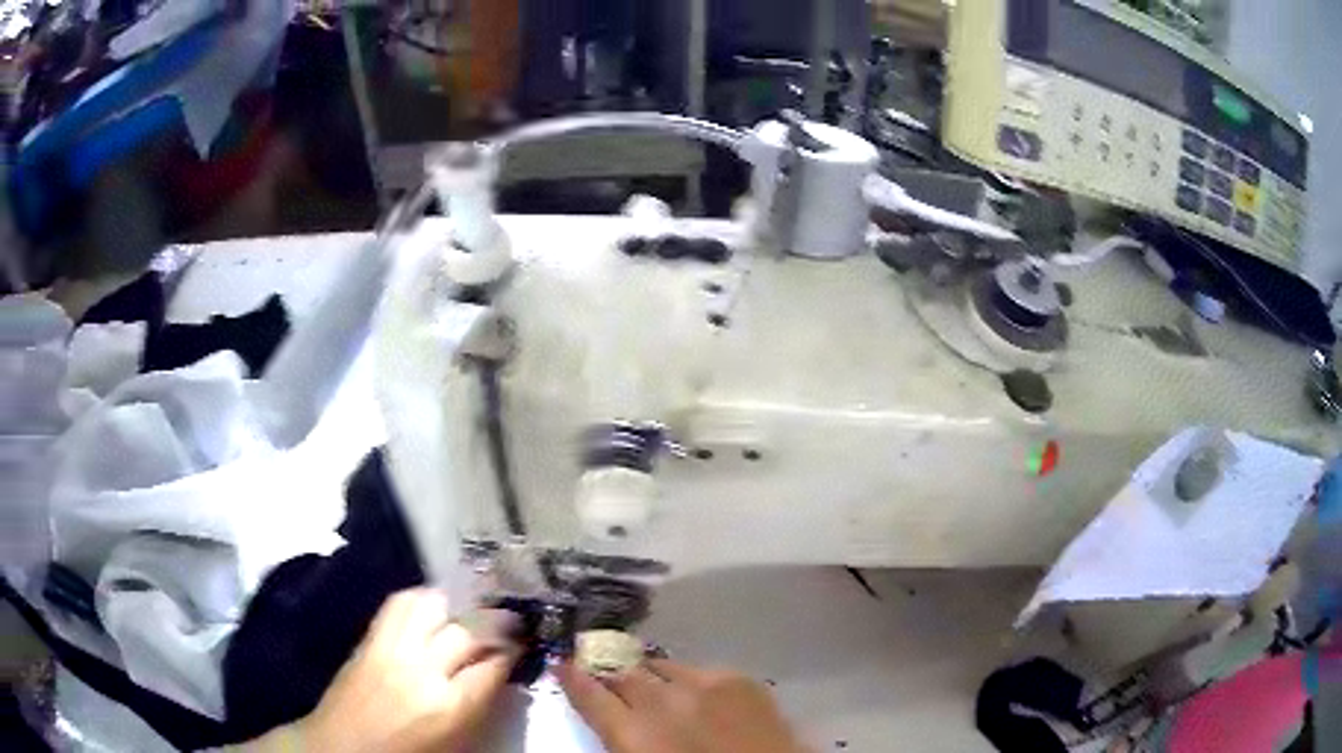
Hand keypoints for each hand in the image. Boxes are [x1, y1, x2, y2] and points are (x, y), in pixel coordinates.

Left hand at [281, 588, 518, 752]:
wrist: (342, 745)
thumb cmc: (406, 752)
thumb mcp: (455, 740)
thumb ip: (480, 704)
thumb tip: (501, 672)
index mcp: (447, 706)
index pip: (492, 664)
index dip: (513, 651)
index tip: (525, 645)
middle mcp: (421, 669)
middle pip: (468, 629)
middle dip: (497, 621)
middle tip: (512, 620)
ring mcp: (392, 647)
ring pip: (434, 604)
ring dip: (459, 603)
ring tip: (474, 607)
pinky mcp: (370, 637)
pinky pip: (400, 602)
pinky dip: (423, 598)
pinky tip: (435, 606)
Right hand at [557, 659, 803, 752]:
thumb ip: (626, 742)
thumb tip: (616, 725)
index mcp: (635, 734)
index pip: (590, 696)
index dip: (572, 677)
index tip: (561, 663)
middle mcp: (663, 701)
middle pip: (622, 674)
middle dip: (609, 672)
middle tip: (604, 673)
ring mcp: (703, 685)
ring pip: (660, 666)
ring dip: (650, 676)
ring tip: (651, 684)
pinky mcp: (738, 679)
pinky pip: (700, 670)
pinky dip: (689, 680)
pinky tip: (696, 695)